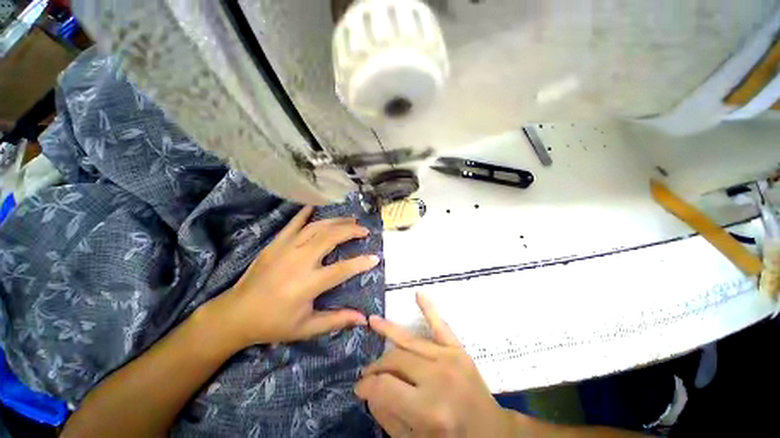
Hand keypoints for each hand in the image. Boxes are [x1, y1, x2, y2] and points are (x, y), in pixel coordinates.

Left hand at [207, 206, 379, 347]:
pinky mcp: (275, 243)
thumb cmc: (273, 323)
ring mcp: (286, 248)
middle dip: (351, 231)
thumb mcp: (306, 328)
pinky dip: (306, 213)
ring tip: (351, 220)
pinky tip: (316, 206)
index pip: (342, 269)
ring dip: (336, 221)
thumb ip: (337, 320)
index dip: (361, 263)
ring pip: (317, 227)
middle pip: (331, 238)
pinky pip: (294, 223)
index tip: (376, 257)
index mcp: (308, 284)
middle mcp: (299, 261)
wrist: (235, 315)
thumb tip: (364, 319)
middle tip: (365, 230)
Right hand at [355, 293, 516, 436]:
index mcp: (429, 410)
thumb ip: (389, 417)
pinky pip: (441, 326)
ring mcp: (451, 358)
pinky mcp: (459, 350)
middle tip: (367, 372)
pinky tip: (419, 294)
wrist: (492, 434)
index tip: (359, 388)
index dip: (367, 386)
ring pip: (410, 341)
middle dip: (377, 366)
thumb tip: (371, 390)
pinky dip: (429, 309)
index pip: (385, 386)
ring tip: (372, 322)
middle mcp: (439, 378)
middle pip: (397, 359)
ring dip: (389, 331)